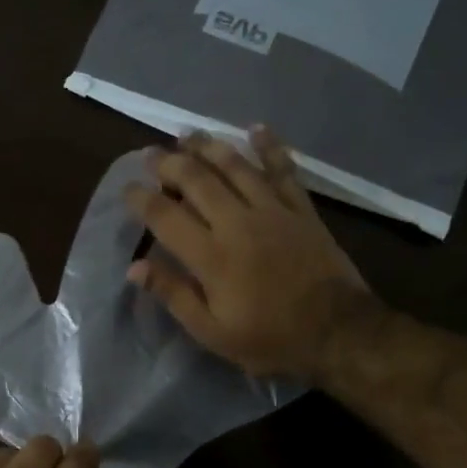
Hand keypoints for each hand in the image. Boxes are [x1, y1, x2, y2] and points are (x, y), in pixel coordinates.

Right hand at [122, 127, 372, 381]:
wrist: (339, 333)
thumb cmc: (270, 339)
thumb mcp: (212, 332)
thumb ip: (174, 295)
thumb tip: (135, 267)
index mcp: (211, 256)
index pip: (165, 216)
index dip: (141, 198)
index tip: (127, 187)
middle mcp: (237, 223)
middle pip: (196, 181)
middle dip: (169, 163)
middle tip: (150, 153)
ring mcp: (272, 211)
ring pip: (235, 167)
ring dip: (208, 146)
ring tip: (187, 134)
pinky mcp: (301, 209)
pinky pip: (282, 169)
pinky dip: (269, 146)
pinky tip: (255, 128)